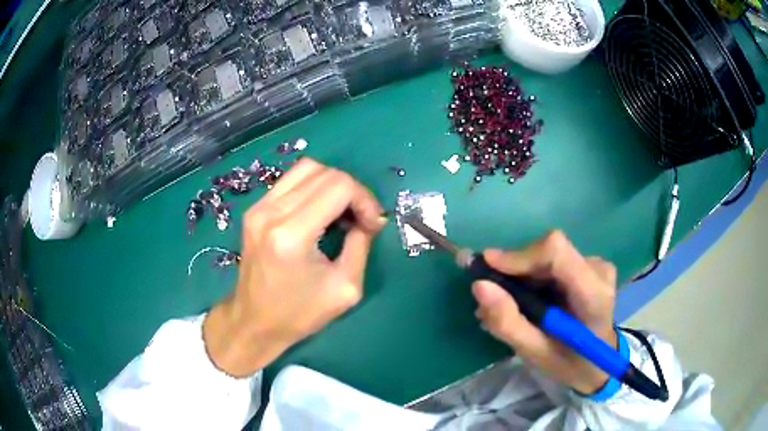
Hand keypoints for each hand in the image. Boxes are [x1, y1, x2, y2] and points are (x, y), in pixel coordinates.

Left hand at [203, 158, 386, 376]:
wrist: (253, 321)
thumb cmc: (299, 314)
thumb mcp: (345, 288)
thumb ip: (361, 244)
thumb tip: (369, 218)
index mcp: (292, 235)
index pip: (339, 186)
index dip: (365, 199)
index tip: (372, 225)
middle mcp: (271, 212)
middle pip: (325, 172)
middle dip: (353, 191)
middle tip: (360, 219)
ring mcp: (258, 207)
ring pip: (307, 168)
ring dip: (333, 184)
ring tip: (341, 212)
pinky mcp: (254, 209)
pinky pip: (291, 181)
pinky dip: (313, 188)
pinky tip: (319, 211)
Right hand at [472, 231, 617, 393]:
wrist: (598, 363)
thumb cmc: (569, 363)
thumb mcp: (534, 353)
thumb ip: (508, 322)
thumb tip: (479, 285)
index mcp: (593, 295)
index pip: (556, 253)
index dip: (519, 255)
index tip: (486, 268)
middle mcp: (598, 270)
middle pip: (548, 252)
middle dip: (515, 271)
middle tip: (491, 297)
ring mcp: (595, 264)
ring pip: (547, 255)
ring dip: (521, 276)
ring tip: (506, 305)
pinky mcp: (589, 265)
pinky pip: (552, 261)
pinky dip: (532, 278)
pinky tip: (526, 300)